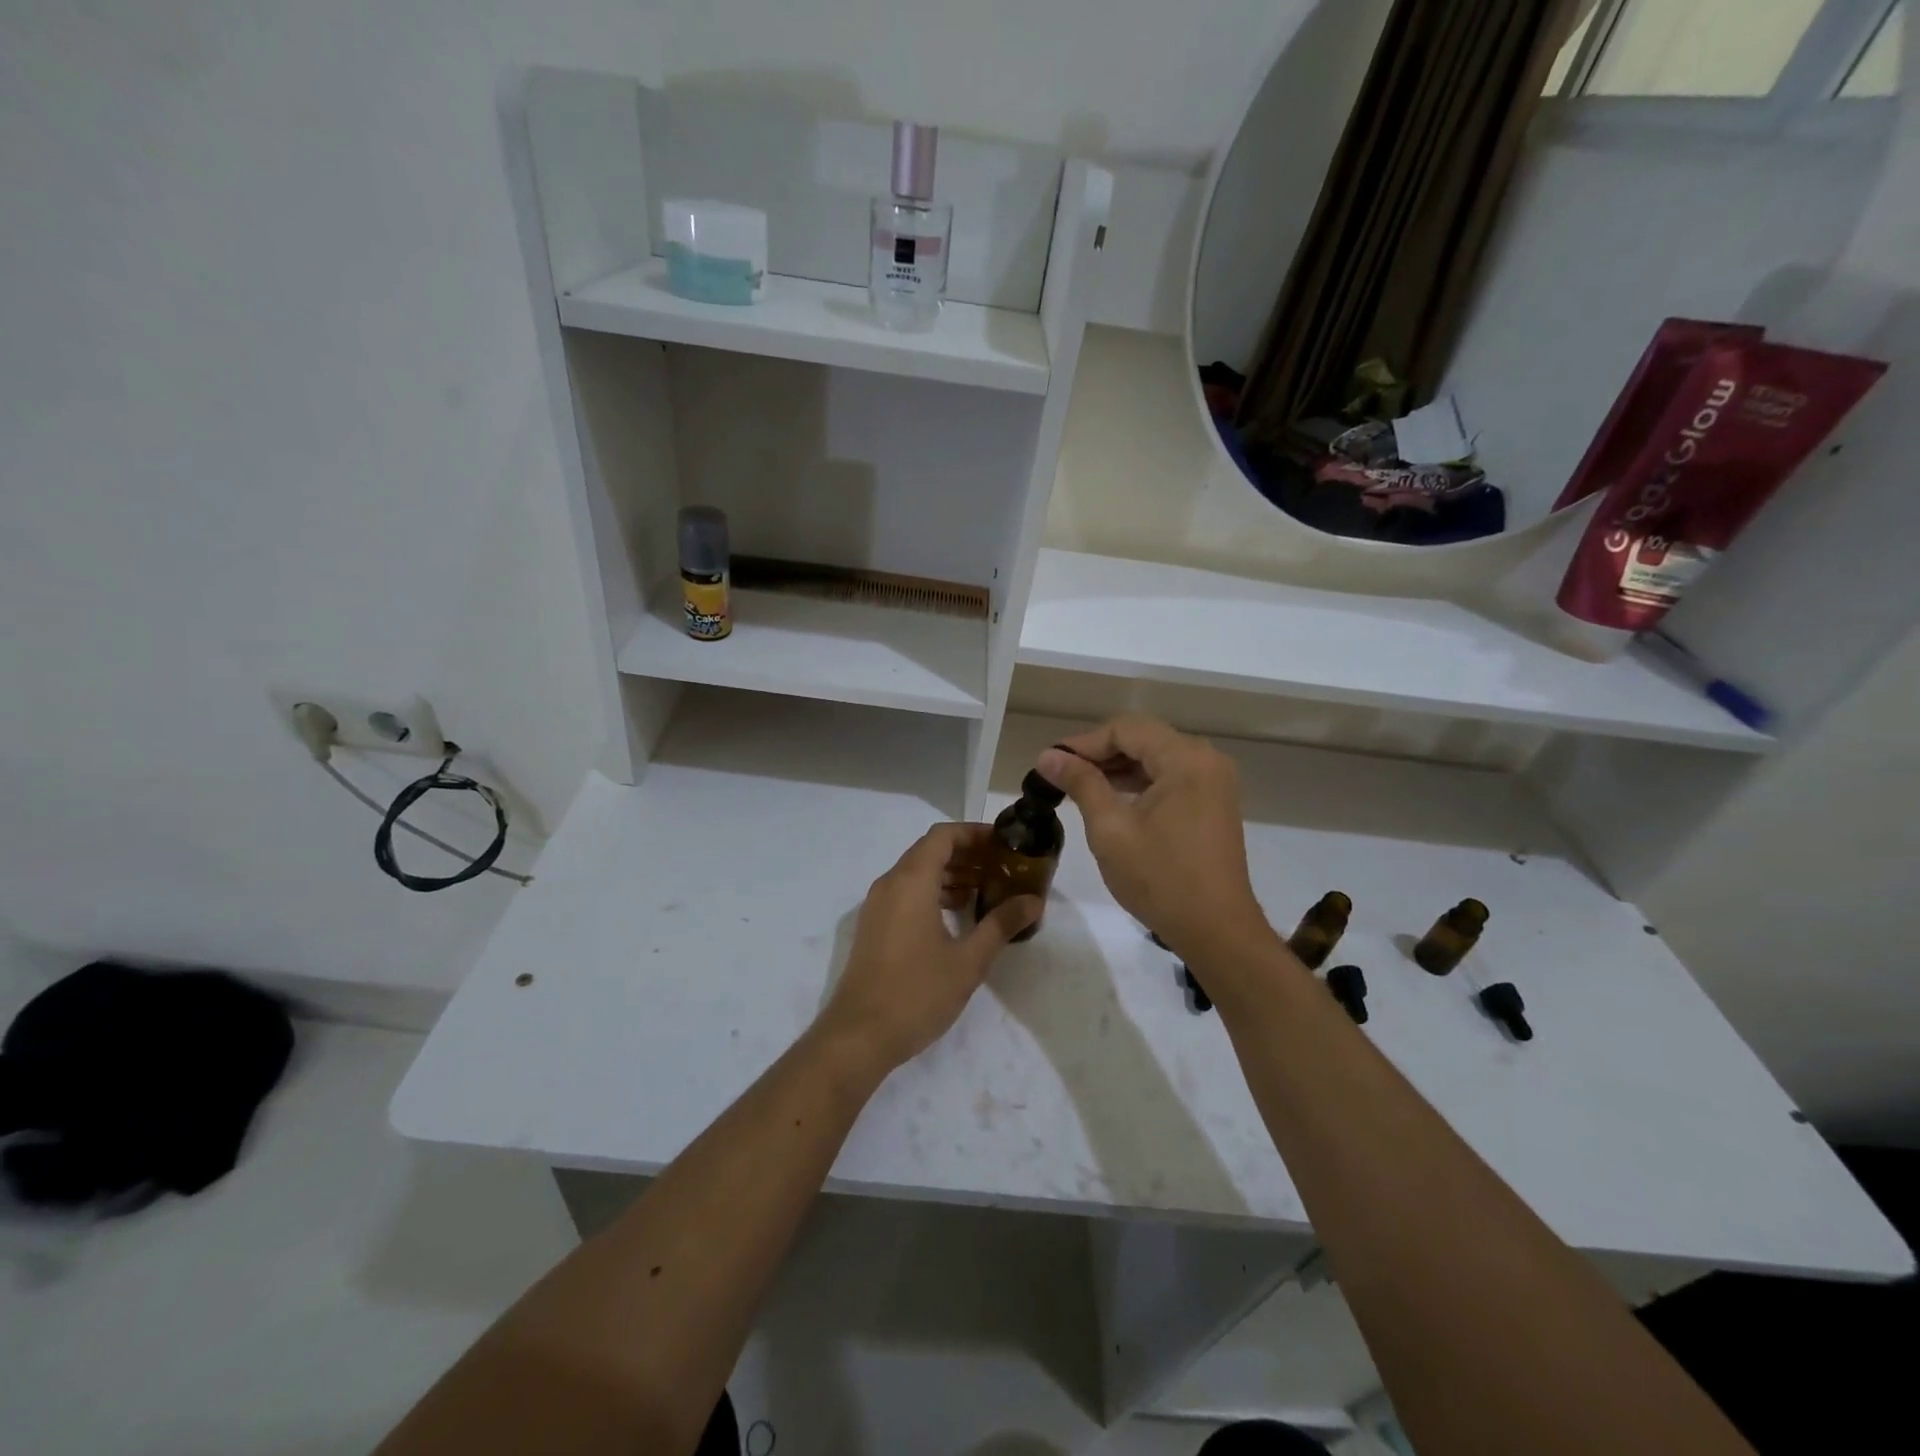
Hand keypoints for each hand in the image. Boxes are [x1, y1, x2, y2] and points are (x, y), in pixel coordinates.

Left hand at [818, 823, 1039, 1074]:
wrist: (859, 1035)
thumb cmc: (917, 992)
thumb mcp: (969, 960)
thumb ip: (1001, 924)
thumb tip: (1033, 901)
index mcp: (911, 881)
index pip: (943, 836)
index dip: (975, 833)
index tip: (1005, 844)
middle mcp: (890, 884)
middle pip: (930, 851)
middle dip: (967, 853)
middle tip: (1002, 867)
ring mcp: (877, 905)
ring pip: (917, 872)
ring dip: (950, 874)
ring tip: (986, 890)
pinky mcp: (874, 926)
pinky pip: (906, 892)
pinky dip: (933, 891)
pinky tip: (957, 914)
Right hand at [1038, 716, 1273, 965]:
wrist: (1217, 931)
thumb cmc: (1160, 879)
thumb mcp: (1111, 829)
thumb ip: (1081, 783)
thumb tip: (1047, 755)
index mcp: (1185, 759)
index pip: (1126, 729)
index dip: (1084, 742)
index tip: (1050, 762)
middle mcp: (1206, 760)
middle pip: (1143, 739)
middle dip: (1100, 753)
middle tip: (1060, 773)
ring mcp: (1214, 782)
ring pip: (1156, 758)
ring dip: (1118, 768)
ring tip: (1079, 786)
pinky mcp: (1214, 803)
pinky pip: (1171, 778)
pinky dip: (1140, 783)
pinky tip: (1112, 799)